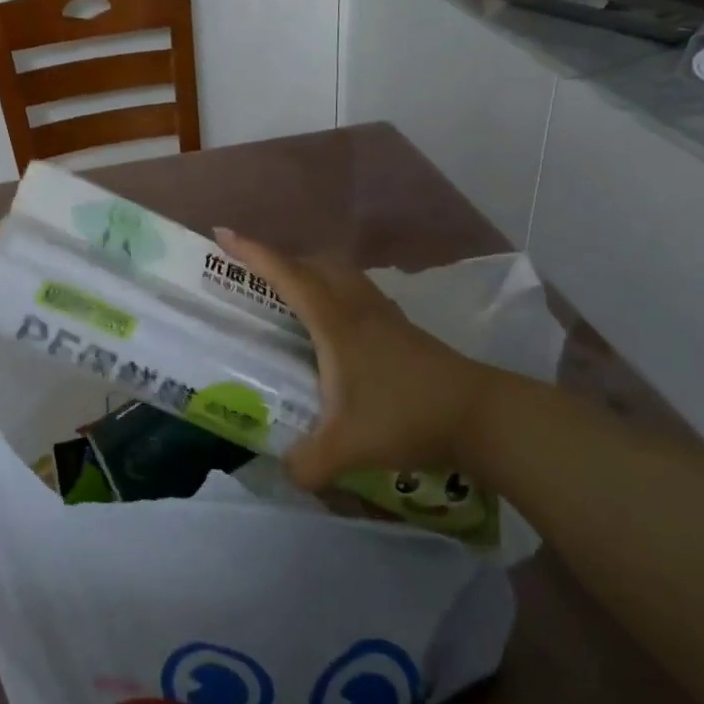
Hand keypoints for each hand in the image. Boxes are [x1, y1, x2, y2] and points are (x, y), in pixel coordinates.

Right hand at [216, 229, 509, 490]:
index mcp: (336, 323)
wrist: (479, 414)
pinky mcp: (403, 331)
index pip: (288, 276)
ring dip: (312, 275)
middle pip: (316, 266)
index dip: (253, 253)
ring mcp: (385, 317)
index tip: (223, 233)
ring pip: (342, 278)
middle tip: (255, 274)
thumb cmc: (406, 416)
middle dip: (281, 261)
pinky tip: (337, 330)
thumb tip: (287, 469)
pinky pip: (359, 296)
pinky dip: (337, 296)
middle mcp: (358, 309)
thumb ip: (306, 462)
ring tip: (292, 298)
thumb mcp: (346, 448)